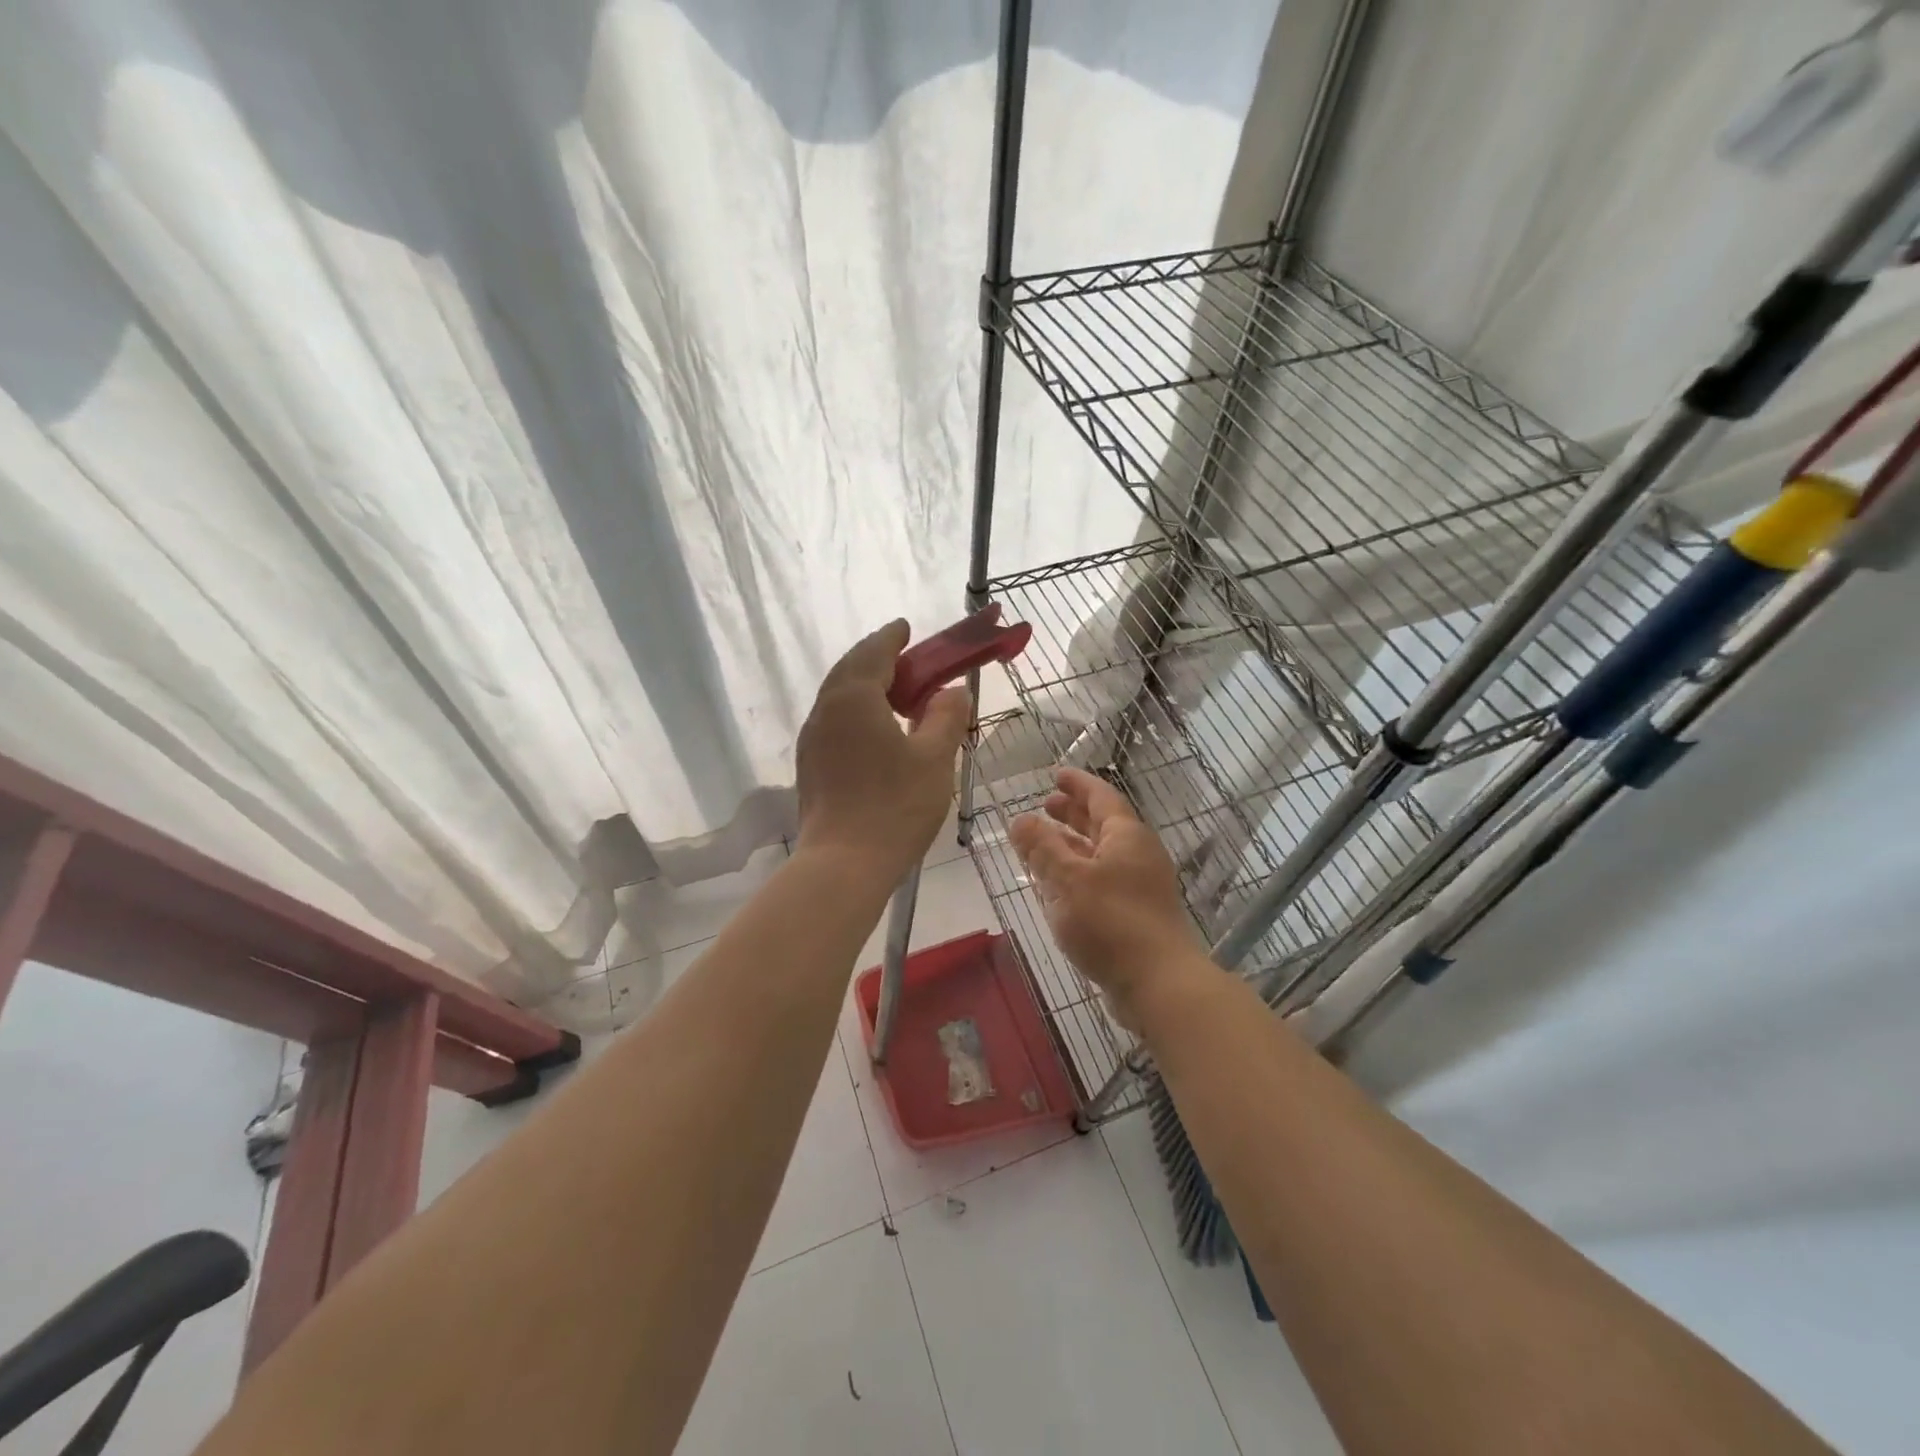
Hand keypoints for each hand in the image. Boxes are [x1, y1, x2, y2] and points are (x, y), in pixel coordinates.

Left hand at [796, 620, 970, 877]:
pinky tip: (875, 731)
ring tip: (895, 694)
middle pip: (850, 669)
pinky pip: (834, 721)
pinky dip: (855, 711)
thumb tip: (952, 691)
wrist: (843, 864)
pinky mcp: (810, 765)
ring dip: (865, 685)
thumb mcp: (934, 758)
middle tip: (906, 659)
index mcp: (854, 697)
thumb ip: (946, 717)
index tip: (906, 627)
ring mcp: (812, 738)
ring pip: (838, 696)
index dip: (892, 637)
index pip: (874, 652)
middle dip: (877, 658)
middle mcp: (826, 709)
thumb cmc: (895, 806)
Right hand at [1010, 768, 1206, 1026]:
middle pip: (1102, 824)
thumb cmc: (1111, 922)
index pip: (1100, 796)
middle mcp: (1138, 855)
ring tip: (1043, 846)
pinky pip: (1103, 883)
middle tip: (1045, 806)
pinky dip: (1079, 876)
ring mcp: (1141, 887)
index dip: (1077, 784)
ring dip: (1072, 847)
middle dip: (1073, 813)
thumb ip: (1041, 848)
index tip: (1055, 775)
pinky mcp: (1137, 916)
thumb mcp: (1067, 879)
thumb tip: (1019, 819)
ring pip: (1101, 856)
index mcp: (1126, 836)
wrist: (1159, 983)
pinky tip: (1058, 890)